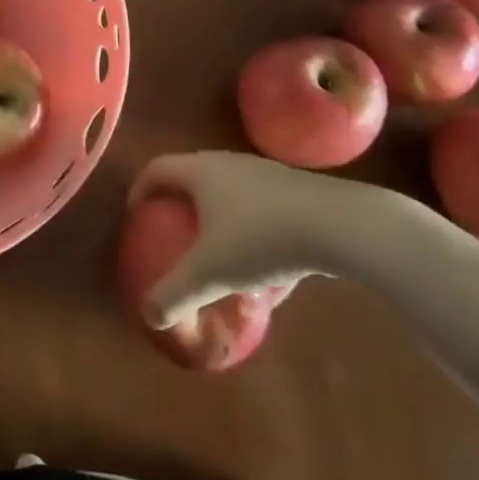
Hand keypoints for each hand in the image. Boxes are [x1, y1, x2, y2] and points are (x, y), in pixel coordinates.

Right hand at [128, 151, 392, 326]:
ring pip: (233, 198)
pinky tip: (273, 281)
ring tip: (226, 264)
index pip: (157, 169)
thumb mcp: (211, 273)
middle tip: (176, 237)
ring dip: (223, 226)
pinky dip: (258, 239)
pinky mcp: (301, 194)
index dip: (140, 190)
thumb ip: (175, 293)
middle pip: (194, 180)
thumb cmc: (260, 238)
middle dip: (182, 208)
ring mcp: (268, 176)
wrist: (341, 226)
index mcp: (200, 171)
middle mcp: (229, 164)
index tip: (137, 216)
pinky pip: (266, 214)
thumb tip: (148, 315)